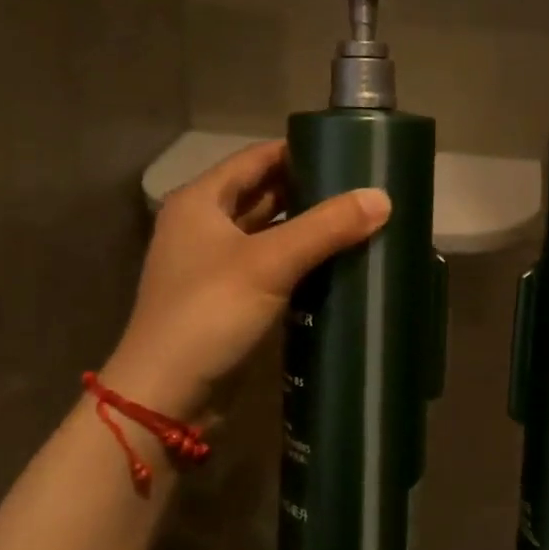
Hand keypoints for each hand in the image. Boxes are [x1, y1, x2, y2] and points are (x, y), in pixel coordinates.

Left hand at [104, 140, 389, 420]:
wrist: (166, 398)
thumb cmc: (209, 314)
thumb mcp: (269, 263)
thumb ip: (326, 227)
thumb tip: (383, 198)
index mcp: (201, 201)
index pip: (257, 158)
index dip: (300, 151)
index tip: (349, 151)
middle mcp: (204, 226)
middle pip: (264, 193)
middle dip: (311, 190)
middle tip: (364, 188)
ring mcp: (215, 265)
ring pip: (270, 232)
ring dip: (308, 228)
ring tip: (360, 220)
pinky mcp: (229, 300)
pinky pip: (272, 267)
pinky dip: (300, 261)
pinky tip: (338, 263)